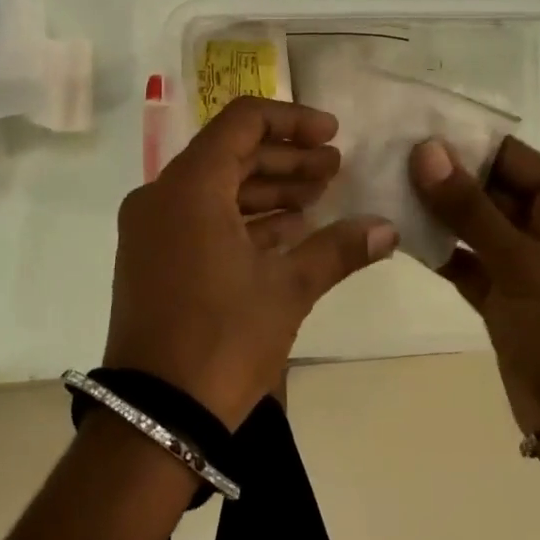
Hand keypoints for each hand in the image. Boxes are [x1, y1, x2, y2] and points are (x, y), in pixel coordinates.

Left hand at [105, 97, 397, 427]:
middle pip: (231, 153)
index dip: (292, 121)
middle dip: (286, 159)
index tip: (332, 134)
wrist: (154, 419)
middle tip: (335, 169)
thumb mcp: (287, 289)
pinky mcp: (152, 257)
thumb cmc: (222, 340)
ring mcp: (151, 228)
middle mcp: (162, 195)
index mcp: (189, 186)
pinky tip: (288, 231)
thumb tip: (388, 229)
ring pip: (217, 187)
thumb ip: (338, 249)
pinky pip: (201, 218)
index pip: (242, 122)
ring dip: (268, 189)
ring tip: (320, 199)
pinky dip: (243, 218)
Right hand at [409, 136, 539, 442]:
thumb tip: (425, 148)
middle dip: (439, 173)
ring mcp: (523, 265)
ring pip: (470, 224)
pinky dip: (434, 249)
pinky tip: (394, 232)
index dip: (460, 139)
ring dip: (432, 210)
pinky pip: (463, 261)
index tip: (405, 125)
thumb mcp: (525, 266)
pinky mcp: (502, 300)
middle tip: (380, 153)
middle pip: (486, 186)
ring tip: (378, 185)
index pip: (508, 155)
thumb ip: (470, 208)